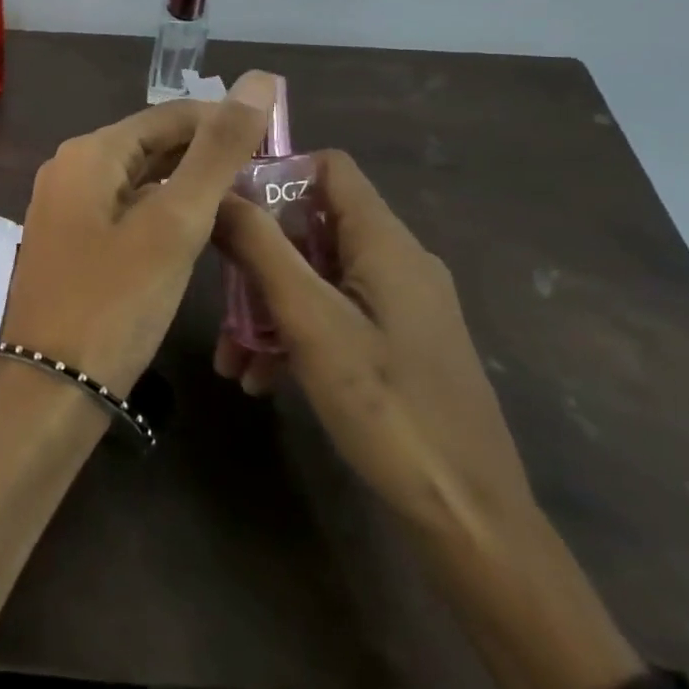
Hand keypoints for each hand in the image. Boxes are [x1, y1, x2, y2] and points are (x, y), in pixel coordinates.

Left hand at [1, 71, 276, 395]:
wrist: (49, 390)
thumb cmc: (115, 302)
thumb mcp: (175, 223)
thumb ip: (217, 152)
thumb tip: (258, 79)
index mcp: (89, 152)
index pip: (167, 115)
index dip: (221, 121)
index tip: (273, 140)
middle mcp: (69, 169)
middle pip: (150, 144)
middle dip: (205, 154)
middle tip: (264, 175)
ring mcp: (64, 207)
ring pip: (137, 179)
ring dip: (185, 184)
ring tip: (242, 200)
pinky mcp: (69, 242)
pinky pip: (123, 209)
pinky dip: (161, 211)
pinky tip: (193, 232)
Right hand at [214, 150, 536, 536]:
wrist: (470, 521)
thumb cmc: (386, 407)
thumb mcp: (309, 321)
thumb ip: (260, 248)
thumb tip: (218, 192)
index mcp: (385, 242)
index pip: (329, 167)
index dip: (276, 173)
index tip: (226, 206)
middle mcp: (397, 261)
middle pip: (313, 227)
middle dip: (259, 259)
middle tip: (219, 298)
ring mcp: (401, 305)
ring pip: (318, 277)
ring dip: (269, 307)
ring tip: (232, 360)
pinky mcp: (400, 344)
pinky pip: (336, 316)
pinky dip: (297, 335)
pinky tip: (263, 379)